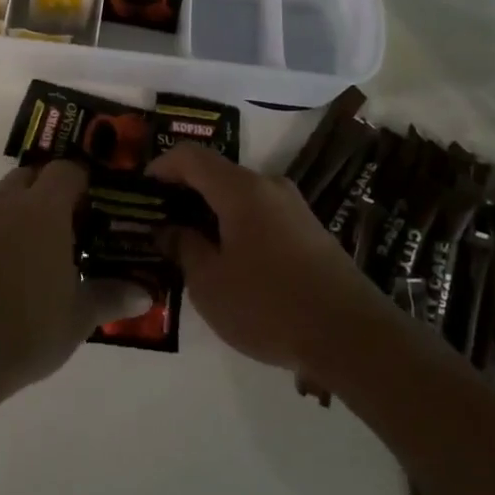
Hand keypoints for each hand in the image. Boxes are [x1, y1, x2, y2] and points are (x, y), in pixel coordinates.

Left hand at [0, 162, 150, 408]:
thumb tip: (145, 294)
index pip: (66, 170)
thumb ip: (111, 296)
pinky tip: (2, 273)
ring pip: (1, 199)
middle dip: (49, 190)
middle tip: (68, 225)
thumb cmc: (27, 329)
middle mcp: (5, 205)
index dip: (83, 182)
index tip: (96, 207)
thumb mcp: (79, 317)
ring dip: (19, 211)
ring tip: (36, 250)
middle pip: (30, 176)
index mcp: (42, 210)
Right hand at [148, 144, 371, 371]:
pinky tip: (229, 260)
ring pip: (240, 196)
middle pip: (217, 174)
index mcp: (240, 189)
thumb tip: (170, 230)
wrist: (353, 337)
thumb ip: (184, 248)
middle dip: (185, 193)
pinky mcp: (310, 232)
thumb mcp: (210, 284)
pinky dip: (236, 226)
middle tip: (160, 222)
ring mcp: (294, 208)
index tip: (141, 190)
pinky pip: (261, 215)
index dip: (161, 166)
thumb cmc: (269, 305)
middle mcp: (269, 186)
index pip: (191, 157)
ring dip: (212, 212)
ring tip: (191, 245)